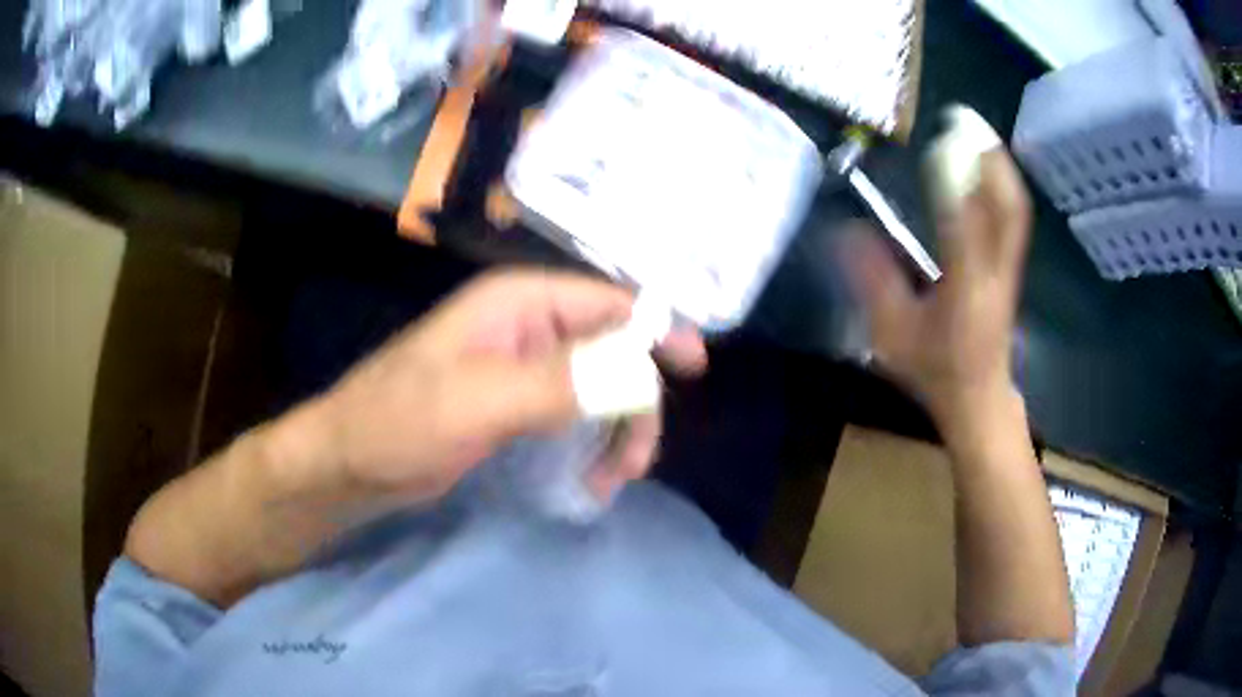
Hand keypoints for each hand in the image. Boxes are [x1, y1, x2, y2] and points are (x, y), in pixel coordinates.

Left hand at [308, 269, 706, 501]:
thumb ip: (559, 382)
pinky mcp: (515, 405)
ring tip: (606, 484)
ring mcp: (522, 368)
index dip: (657, 329)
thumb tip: (639, 375)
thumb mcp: (477, 399)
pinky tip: (587, 479)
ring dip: (614, 433)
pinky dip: (590, 444)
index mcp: (520, 304)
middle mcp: (528, 327)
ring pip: (597, 387)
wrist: (350, 463)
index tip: (695, 368)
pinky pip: (573, 414)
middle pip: (611, 351)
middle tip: (632, 467)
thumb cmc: (399, 421)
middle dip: (633, 406)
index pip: (608, 302)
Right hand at [846, 146, 1030, 427]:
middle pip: (1006, 211)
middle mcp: (995, 274)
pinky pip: (1014, 219)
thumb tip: (847, 231)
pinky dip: (1004, 186)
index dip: (956, 182)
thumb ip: (872, 282)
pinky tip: (990, 167)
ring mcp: (1009, 270)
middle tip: (967, 120)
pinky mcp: (1012, 269)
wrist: (980, 400)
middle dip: (990, 161)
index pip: (964, 229)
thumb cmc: (935, 372)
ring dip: (1000, 168)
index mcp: (964, 292)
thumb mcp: (892, 335)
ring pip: (1014, 211)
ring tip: (978, 132)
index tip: (941, 141)